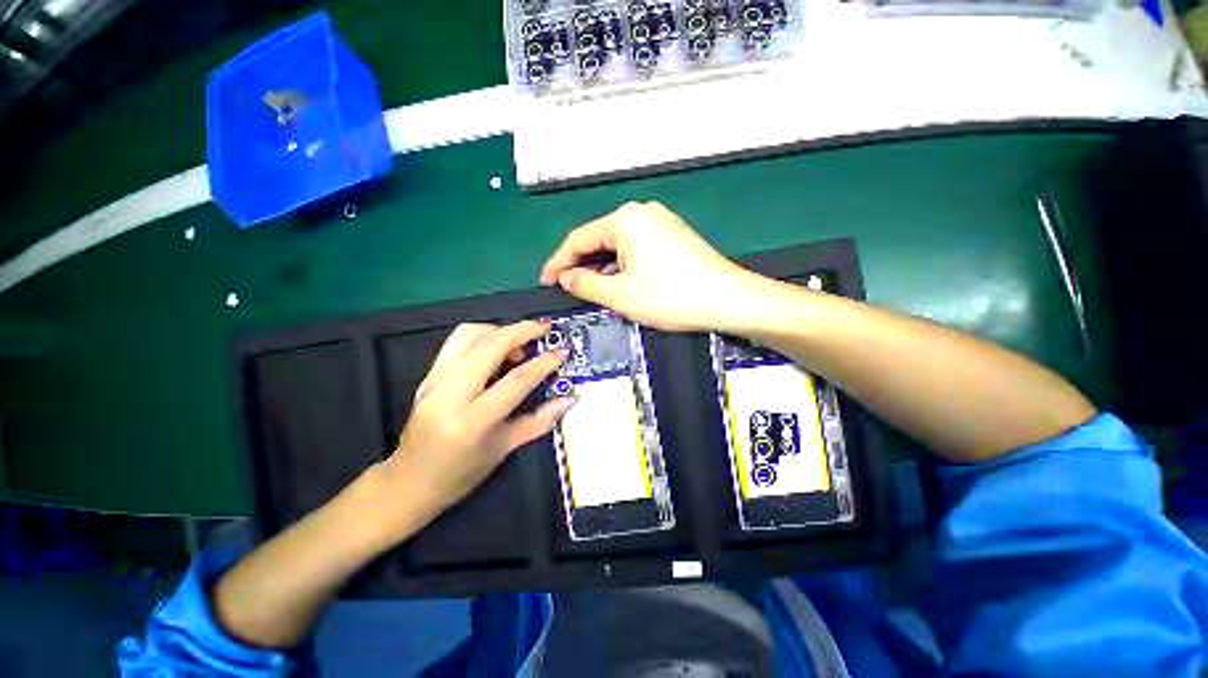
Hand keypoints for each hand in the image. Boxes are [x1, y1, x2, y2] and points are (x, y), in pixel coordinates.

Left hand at [380, 320, 573, 523]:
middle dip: (522, 330)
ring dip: (500, 330)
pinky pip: (456, 343)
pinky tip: (497, 351)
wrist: (407, 483)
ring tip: (520, 344)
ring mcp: (433, 382)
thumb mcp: (505, 449)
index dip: (544, 362)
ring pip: (467, 334)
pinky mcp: (426, 376)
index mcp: (472, 421)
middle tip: (545, 328)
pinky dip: (483, 337)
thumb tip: (570, 398)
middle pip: (489, 345)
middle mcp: (449, 395)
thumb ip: (540, 420)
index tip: (563, 350)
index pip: (515, 380)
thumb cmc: (461, 474)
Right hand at [540, 201, 755, 331]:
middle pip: (599, 239)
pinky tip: (620, 284)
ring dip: (602, 268)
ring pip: (618, 246)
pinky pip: (636, 249)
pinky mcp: (673, 236)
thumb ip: (585, 284)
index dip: (558, 262)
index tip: (546, 282)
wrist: (728, 300)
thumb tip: (566, 278)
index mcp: (625, 220)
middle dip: (582, 265)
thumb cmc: (669, 297)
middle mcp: (642, 213)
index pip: (580, 239)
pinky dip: (623, 267)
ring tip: (591, 291)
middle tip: (567, 289)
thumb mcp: (620, 295)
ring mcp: (661, 223)